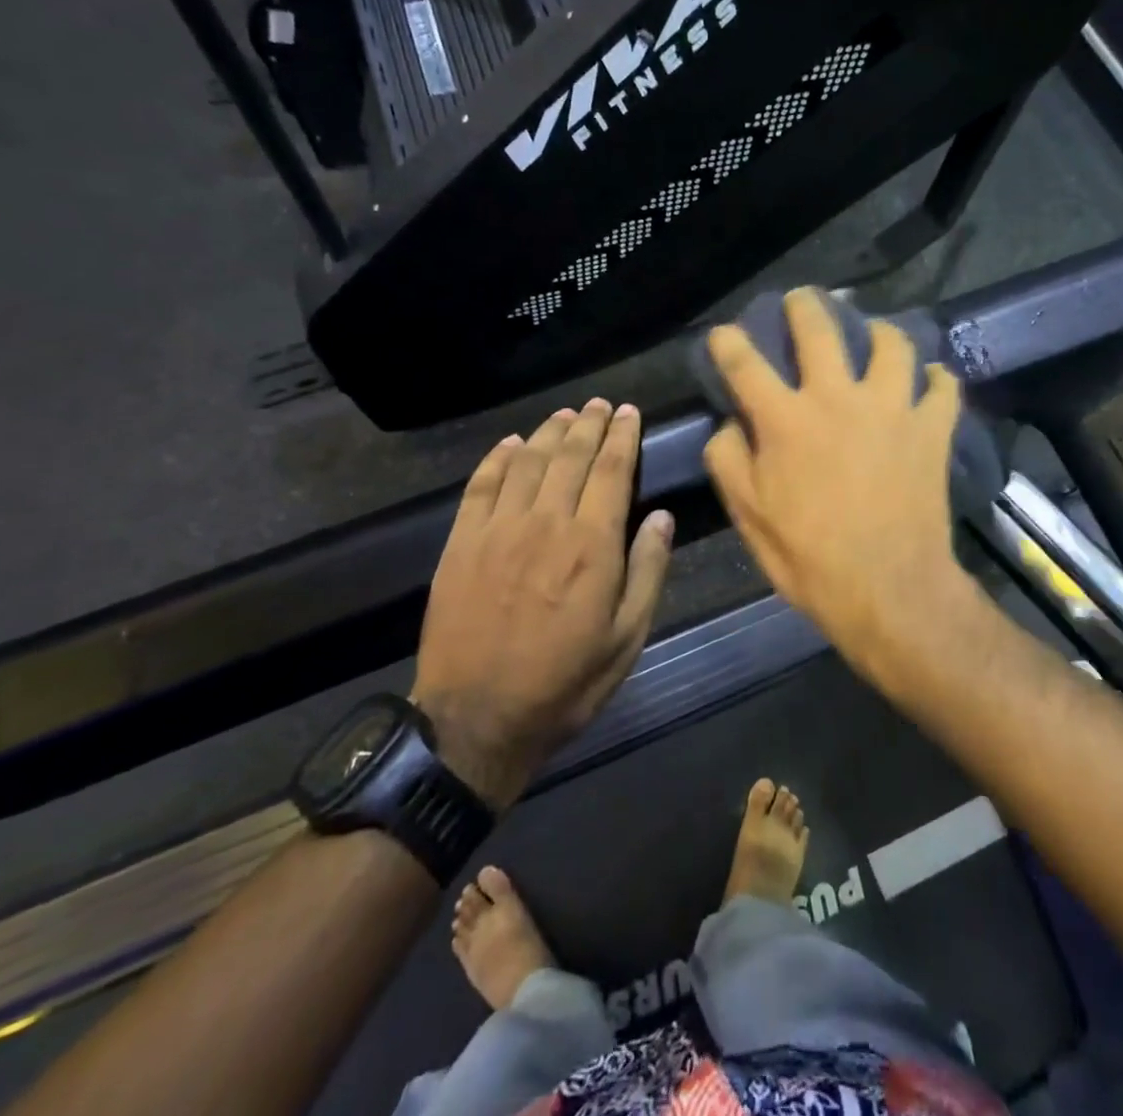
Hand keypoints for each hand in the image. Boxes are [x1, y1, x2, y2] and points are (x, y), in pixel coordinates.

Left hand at [413, 400, 673, 808]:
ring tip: (566, 414)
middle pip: (570, 455)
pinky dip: (498, 457)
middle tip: (601, 404)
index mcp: (591, 545)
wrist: (476, 720)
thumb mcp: (626, 639)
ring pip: (527, 461)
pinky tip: (511, 443)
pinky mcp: (460, 543)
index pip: (612, 470)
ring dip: (549, 431)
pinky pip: (481, 485)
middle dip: (590, 423)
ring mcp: (497, 530)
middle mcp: (545, 523)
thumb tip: (662, 517)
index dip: (623, 436)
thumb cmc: (564, 684)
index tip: (630, 412)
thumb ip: (647, 572)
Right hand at [702, 289, 973, 680]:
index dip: (728, 342)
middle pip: (819, 328)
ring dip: (880, 330)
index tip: (724, 335)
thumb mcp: (749, 515)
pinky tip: (930, 380)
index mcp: (786, 419)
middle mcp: (837, 398)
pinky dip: (937, 379)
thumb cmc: (810, 557)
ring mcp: (891, 408)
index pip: (745, 363)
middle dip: (804, 305)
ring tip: (875, 334)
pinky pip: (943, 387)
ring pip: (892, 343)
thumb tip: (730, 423)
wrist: (888, 591)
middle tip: (802, 300)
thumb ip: (728, 459)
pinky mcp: (931, 428)